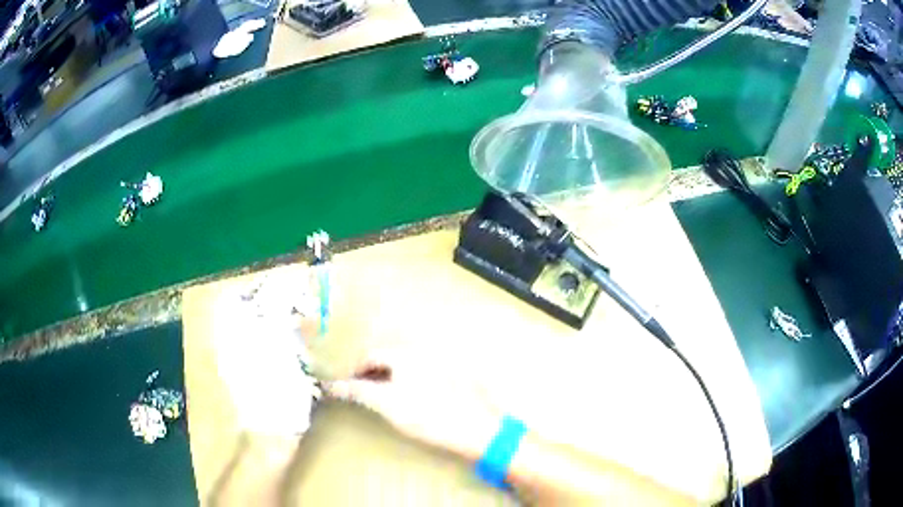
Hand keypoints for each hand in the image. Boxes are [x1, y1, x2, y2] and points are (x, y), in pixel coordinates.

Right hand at [325, 346, 502, 461]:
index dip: (355, 371)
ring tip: (387, 400)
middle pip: (388, 359)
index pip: (370, 355)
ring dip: (391, 379)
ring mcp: (441, 363)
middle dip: (372, 374)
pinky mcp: (455, 376)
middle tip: (366, 395)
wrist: (478, 429)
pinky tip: (414, 401)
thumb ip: (359, 392)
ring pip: (406, 367)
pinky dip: (410, 383)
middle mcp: (423, 352)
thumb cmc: (429, 416)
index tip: (348, 388)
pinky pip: (423, 374)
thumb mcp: (389, 405)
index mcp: (405, 354)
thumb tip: (333, 385)